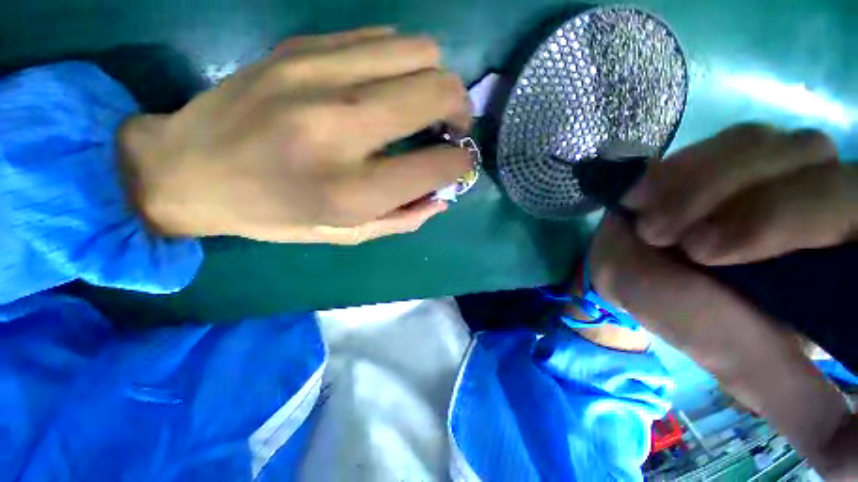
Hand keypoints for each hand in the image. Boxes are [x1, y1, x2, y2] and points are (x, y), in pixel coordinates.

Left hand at [119, 27, 472, 243]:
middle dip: (460, 110)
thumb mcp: (345, 234)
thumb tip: (441, 197)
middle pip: (438, 91)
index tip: (459, 163)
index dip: (460, 163)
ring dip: (435, 80)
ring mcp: (319, 75)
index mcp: (352, 190)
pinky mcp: (302, 47)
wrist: (188, 169)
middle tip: (451, 127)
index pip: (437, 166)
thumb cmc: (274, 214)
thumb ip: (402, 218)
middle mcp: (341, 127)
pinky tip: (387, 84)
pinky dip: (401, 62)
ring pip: (419, 51)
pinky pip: (382, 38)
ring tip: (422, 103)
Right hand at [589, 125, 857, 477]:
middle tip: (678, 243)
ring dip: (701, 185)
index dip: (796, 220)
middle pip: (818, 168)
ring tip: (652, 225)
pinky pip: (729, 140)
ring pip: (769, 146)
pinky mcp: (740, 152)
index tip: (712, 253)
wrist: (631, 267)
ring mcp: (783, 167)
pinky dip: (686, 167)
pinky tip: (651, 195)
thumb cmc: (685, 317)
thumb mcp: (747, 368)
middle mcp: (827, 203)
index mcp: (840, 264)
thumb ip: (808, 411)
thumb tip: (857, 465)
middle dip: (744, 206)